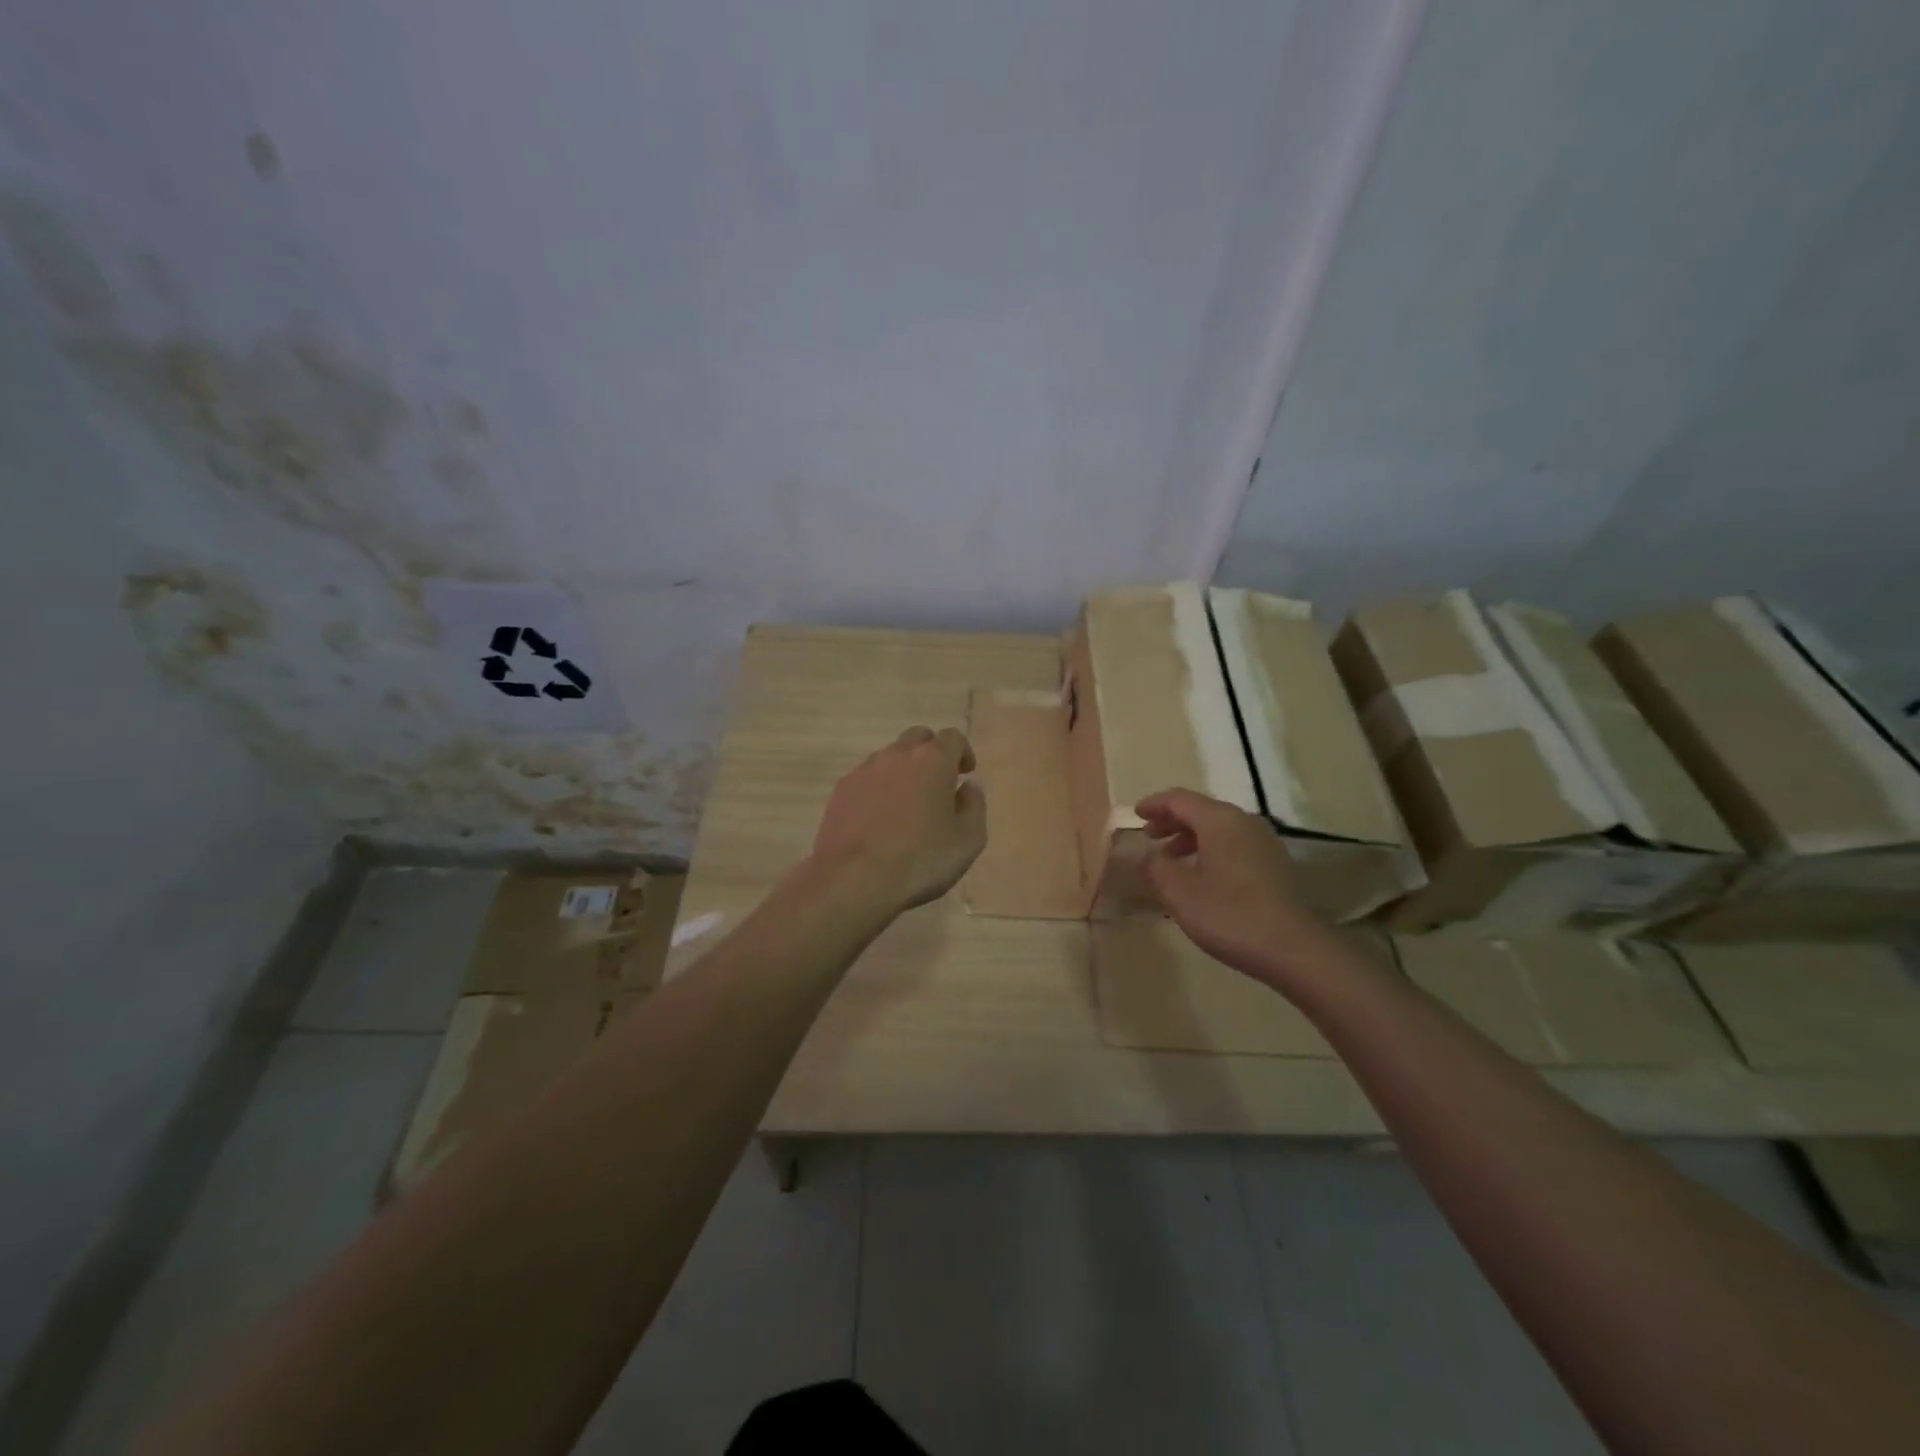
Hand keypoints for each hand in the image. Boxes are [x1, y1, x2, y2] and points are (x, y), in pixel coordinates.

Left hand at [811, 726, 986, 912]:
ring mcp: (865, 770)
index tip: (965, 773)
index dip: (963, 752)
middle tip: (938, 783)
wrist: (853, 880)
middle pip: (918, 738)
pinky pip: (867, 778)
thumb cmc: (920, 860)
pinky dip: (878, 788)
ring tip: (907, 804)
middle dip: (931, 753)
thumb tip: (968, 787)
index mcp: (933, 760)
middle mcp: (897, 755)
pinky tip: (879, 817)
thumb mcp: (968, 841)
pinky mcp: (842, 789)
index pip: (952, 737)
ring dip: (903, 770)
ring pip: (890, 756)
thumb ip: (974, 806)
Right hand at [1138, 788, 1329, 988]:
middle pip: (1201, 810)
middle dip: (1172, 820)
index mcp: (1219, 821)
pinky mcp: (1274, 863)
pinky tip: (1201, 874)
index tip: (1136, 814)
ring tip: (1171, 858)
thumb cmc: (1229, 915)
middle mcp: (1244, 822)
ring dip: (1190, 837)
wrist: (1292, 949)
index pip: (1180, 799)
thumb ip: (1157, 867)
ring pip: (1219, 828)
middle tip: (1149, 835)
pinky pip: (1234, 844)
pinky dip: (1210, 849)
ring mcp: (1263, 842)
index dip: (1155, 804)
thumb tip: (1152, 856)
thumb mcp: (1179, 893)